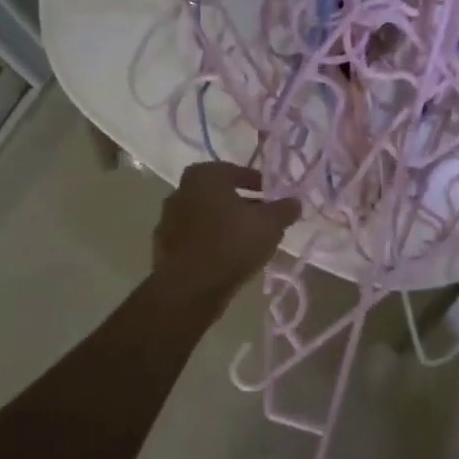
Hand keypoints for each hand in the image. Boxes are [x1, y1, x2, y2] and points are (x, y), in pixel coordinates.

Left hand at [152, 162, 299, 307]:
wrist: (189, 288)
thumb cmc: (232, 243)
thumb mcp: (270, 224)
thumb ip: (284, 209)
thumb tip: (295, 201)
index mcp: (204, 176)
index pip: (235, 171)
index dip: (256, 182)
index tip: (270, 194)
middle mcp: (181, 191)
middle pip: (218, 193)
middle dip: (240, 203)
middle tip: (261, 216)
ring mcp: (167, 220)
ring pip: (205, 216)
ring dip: (224, 223)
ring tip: (247, 239)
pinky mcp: (163, 246)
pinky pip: (194, 237)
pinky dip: (210, 241)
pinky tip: (227, 256)